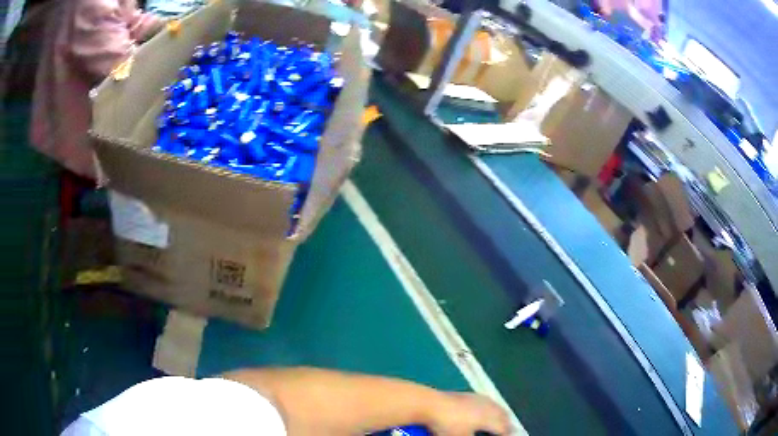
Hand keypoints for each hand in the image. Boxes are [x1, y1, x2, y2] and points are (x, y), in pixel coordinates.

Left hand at [428, 393, 513, 435]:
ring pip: (495, 406)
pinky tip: (485, 408)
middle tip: (508, 430)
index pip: (504, 428)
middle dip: (506, 423)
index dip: (507, 434)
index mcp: (488, 418)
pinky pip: (485, 401)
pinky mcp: (466, 394)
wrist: (429, 404)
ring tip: (500, 419)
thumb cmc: (446, 425)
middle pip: (502, 415)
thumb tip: (477, 434)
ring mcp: (476, 398)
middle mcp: (487, 406)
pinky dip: (490, 406)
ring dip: (499, 413)